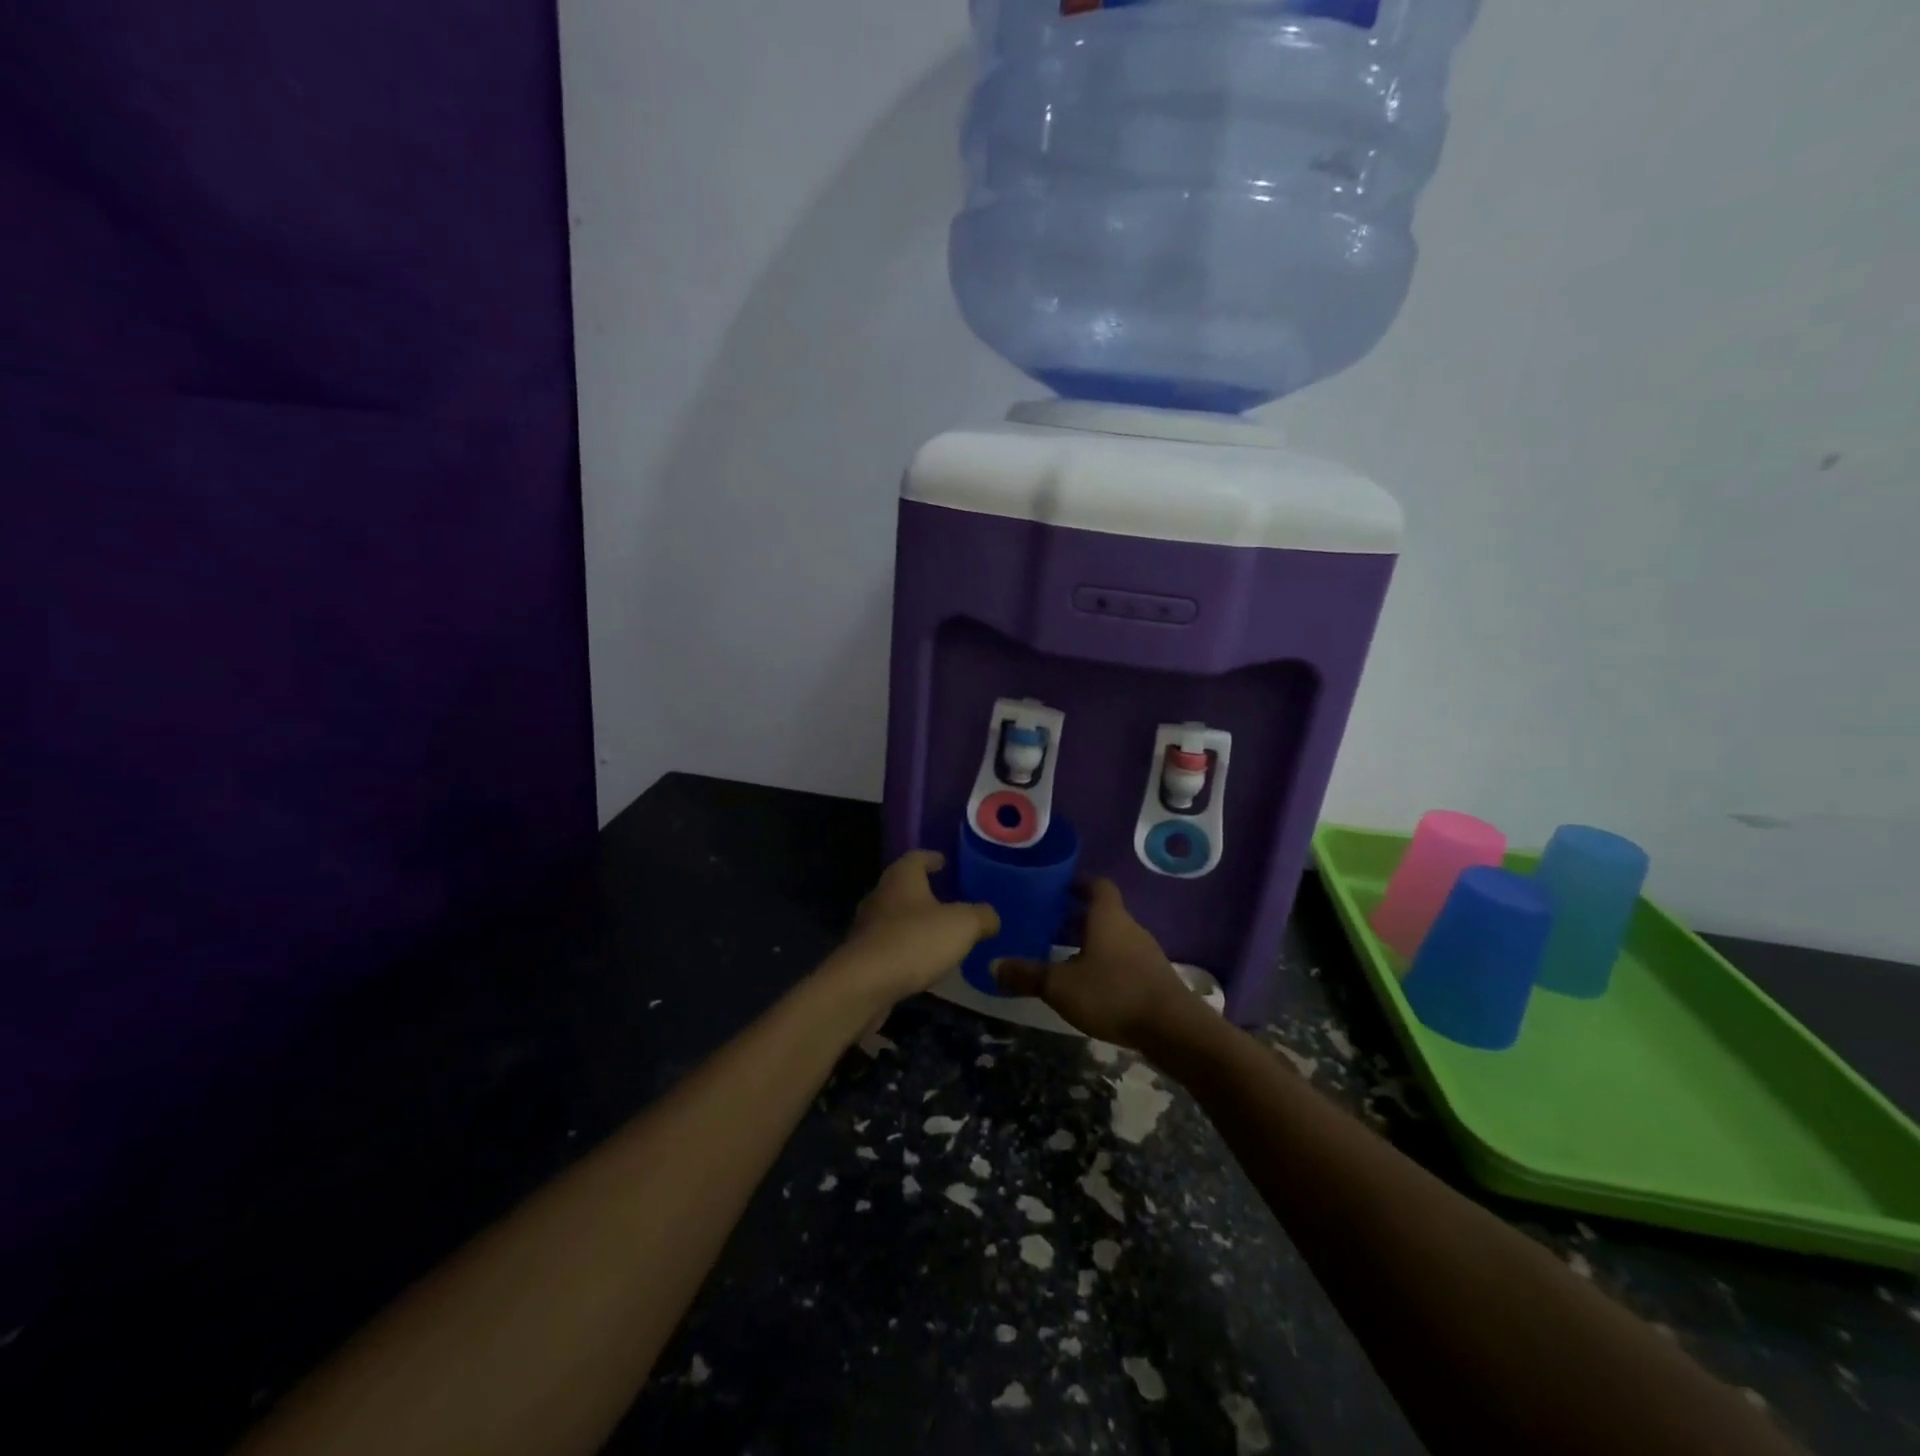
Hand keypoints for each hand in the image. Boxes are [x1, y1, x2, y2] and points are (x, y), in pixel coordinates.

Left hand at [818, 851, 999, 1022]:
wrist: (864, 985)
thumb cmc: (915, 941)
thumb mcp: (963, 925)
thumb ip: (981, 916)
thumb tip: (991, 917)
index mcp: (902, 877)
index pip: (917, 857)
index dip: (932, 858)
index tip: (944, 862)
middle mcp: (880, 895)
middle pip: (903, 886)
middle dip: (923, 891)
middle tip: (947, 898)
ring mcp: (867, 926)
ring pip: (894, 916)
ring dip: (913, 922)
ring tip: (938, 932)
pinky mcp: (862, 956)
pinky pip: (889, 944)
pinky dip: (905, 947)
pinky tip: (921, 961)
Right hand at [991, 878, 1195, 1050]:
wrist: (1173, 1029)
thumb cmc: (1113, 993)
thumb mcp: (1060, 986)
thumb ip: (1027, 975)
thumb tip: (992, 965)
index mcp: (1107, 916)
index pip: (1097, 885)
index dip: (1079, 883)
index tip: (1058, 889)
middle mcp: (1129, 927)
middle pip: (1103, 912)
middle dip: (1077, 916)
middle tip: (1049, 924)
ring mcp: (1145, 952)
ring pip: (1114, 937)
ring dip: (1091, 941)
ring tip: (1064, 955)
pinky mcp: (1154, 977)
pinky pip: (1124, 959)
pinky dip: (1106, 963)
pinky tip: (1090, 984)